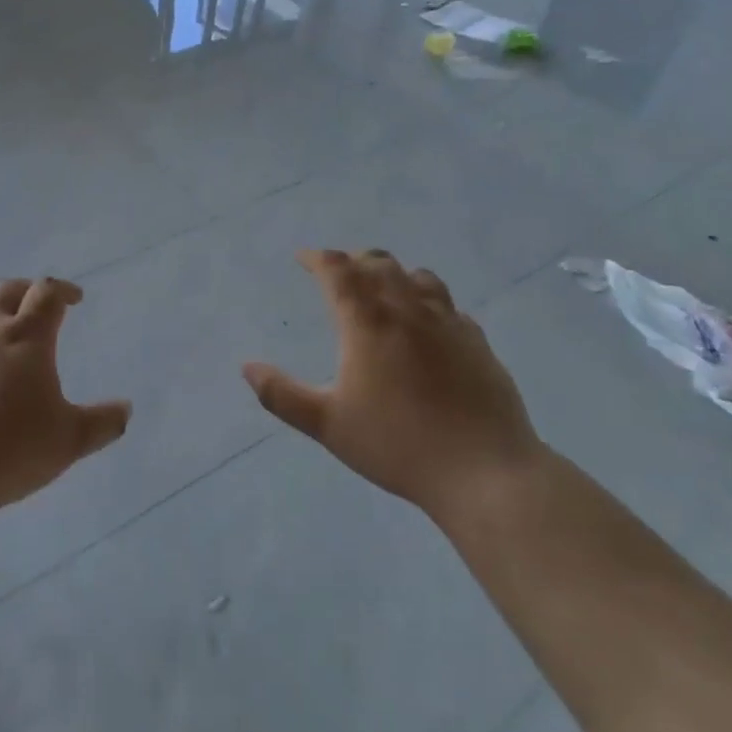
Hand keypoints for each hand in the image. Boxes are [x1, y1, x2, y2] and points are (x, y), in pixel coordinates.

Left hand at [0, 277, 130, 519]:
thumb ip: (102, 423)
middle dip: (25, 291)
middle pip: (5, 290)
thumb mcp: (69, 441)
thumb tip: (125, 409)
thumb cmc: (12, 450)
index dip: (63, 291)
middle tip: (36, 304)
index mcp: (26, 337)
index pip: (47, 294)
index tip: (74, 299)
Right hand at [243, 250, 543, 526]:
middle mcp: (407, 310)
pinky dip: (429, 302)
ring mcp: (448, 323)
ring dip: (394, 274)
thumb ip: (282, 395)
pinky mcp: (478, 343)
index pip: (338, 270)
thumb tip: (246, 367)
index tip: (303, 259)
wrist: (485, 472)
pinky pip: (450, 307)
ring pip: (418, 277)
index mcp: (367, 322)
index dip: (317, 258)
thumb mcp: (328, 425)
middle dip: (353, 261)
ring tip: (383, 288)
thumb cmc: (397, 445)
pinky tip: (429, 324)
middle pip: (378, 264)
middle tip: (339, 272)